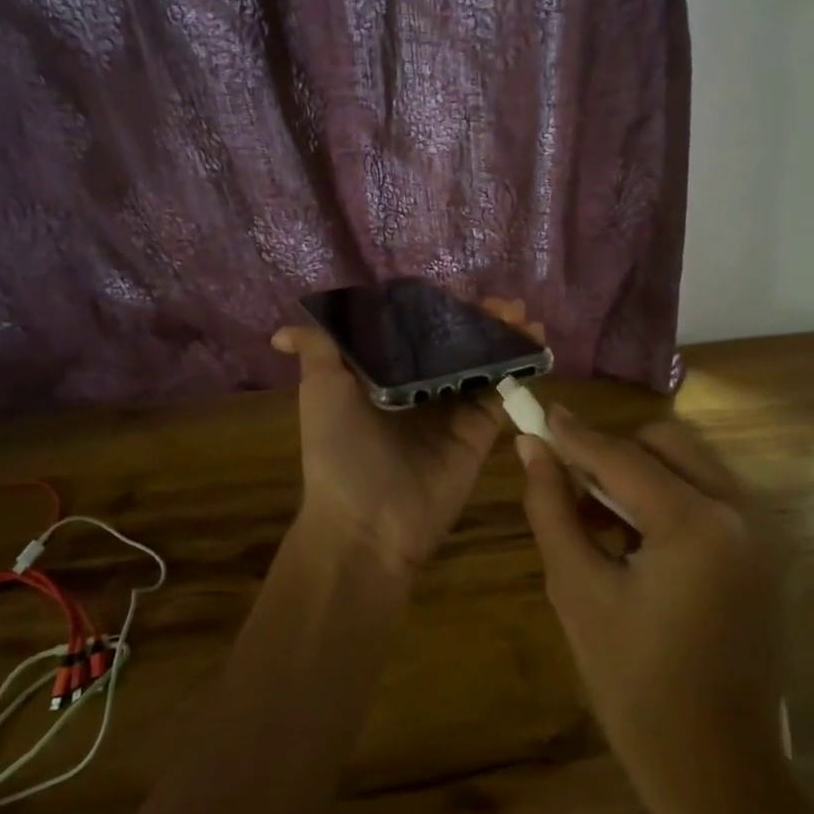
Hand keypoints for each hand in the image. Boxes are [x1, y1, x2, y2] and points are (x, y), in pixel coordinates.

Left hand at [274, 299, 543, 572]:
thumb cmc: (338, 449)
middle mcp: (418, 390)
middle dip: (478, 322)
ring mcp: (451, 412)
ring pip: (482, 366)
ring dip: (503, 338)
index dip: (437, 311)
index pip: (414, 333)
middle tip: (503, 304)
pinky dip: (517, 368)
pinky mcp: (477, 434)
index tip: (458, 292)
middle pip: (454, 347)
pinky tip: (532, 342)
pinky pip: (500, 395)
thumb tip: (281, 332)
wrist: (367, 522)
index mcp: (382, 377)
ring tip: (522, 315)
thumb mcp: (320, 391)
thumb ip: (317, 352)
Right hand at [515, 410, 787, 813]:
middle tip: (569, 481)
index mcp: (699, 523)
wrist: (718, 773)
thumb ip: (551, 509)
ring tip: (598, 514)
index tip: (534, 415)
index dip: (572, 435)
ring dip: (641, 471)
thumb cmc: (636, 688)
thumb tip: (530, 448)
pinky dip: (669, 497)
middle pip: (666, 442)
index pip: (621, 456)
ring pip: (691, 463)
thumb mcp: (578, 592)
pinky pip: (710, 495)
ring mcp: (763, 531)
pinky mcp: (766, 552)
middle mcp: (742, 511)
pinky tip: (636, 538)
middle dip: (613, 450)